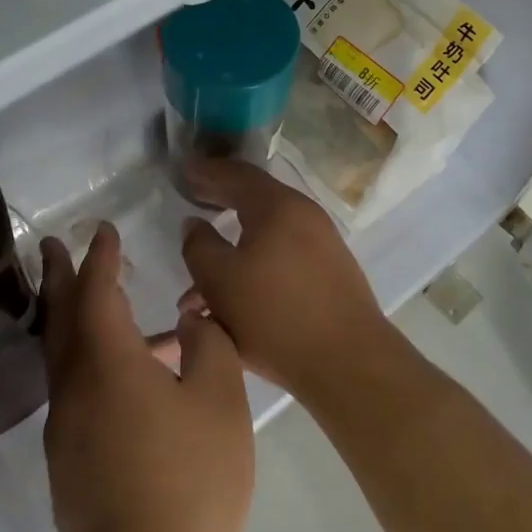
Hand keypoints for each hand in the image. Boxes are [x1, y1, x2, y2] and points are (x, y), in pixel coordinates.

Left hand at [40, 224, 254, 531]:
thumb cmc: (191, 482)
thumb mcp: (220, 402)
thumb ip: (208, 347)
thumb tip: (189, 321)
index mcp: (108, 365)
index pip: (96, 293)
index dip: (100, 258)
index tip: (103, 230)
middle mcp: (74, 390)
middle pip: (60, 319)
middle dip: (58, 277)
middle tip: (50, 245)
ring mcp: (66, 431)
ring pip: (63, 358)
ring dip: (72, 319)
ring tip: (103, 304)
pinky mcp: (70, 464)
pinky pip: (75, 391)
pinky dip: (88, 362)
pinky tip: (127, 378)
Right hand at [178, 160, 393, 401]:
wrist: (348, 361)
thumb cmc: (274, 314)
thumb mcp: (219, 280)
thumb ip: (199, 246)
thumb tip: (194, 223)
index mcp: (278, 206)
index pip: (237, 174)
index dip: (206, 171)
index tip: (183, 171)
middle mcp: (304, 215)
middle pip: (254, 200)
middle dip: (220, 201)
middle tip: (193, 199)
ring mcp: (322, 244)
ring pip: (266, 237)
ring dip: (232, 249)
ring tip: (198, 282)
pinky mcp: (329, 273)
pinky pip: (282, 258)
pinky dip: (254, 266)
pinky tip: (233, 298)